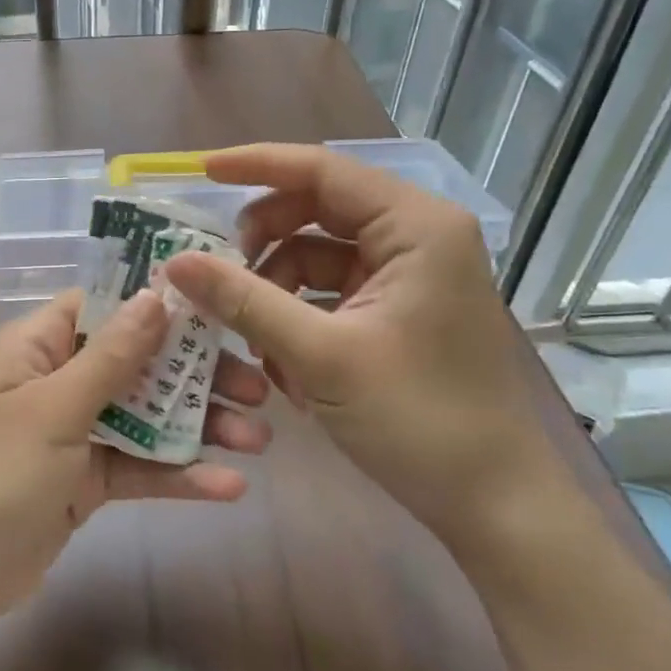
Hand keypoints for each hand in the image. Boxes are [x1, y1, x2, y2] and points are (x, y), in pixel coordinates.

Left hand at [0, 288, 271, 648]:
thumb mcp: (51, 410)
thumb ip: (110, 357)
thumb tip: (155, 295)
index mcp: (36, 346)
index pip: (104, 305)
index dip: (158, 302)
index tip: (219, 306)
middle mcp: (57, 380)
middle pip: (136, 362)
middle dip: (194, 373)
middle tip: (256, 386)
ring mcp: (72, 433)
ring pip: (144, 415)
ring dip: (197, 425)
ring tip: (259, 438)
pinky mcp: (84, 482)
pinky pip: (136, 467)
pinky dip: (177, 474)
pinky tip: (229, 486)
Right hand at [162, 144, 562, 552]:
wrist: (494, 504)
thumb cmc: (418, 419)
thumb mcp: (319, 355)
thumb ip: (244, 300)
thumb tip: (175, 262)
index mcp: (415, 226)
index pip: (323, 170)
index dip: (258, 165)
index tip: (201, 171)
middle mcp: (417, 236)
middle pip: (318, 210)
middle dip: (264, 241)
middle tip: (220, 274)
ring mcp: (410, 274)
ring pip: (318, 253)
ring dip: (277, 288)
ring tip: (256, 341)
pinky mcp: (400, 309)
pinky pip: (332, 290)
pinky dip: (299, 314)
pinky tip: (285, 363)